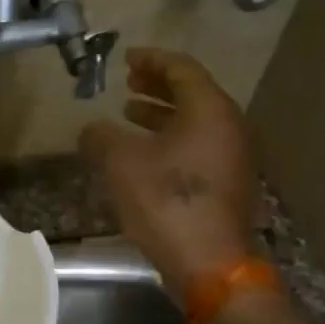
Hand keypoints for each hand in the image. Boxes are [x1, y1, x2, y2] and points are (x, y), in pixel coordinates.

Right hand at [80, 47, 262, 298]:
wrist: (210, 265)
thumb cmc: (166, 202)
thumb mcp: (121, 163)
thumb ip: (101, 137)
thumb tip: (91, 129)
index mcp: (209, 111)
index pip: (182, 69)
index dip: (152, 59)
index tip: (127, 58)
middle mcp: (229, 128)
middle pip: (193, 93)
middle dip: (157, 85)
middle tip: (128, 81)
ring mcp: (232, 158)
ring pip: (195, 122)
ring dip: (162, 113)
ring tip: (129, 113)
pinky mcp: (227, 184)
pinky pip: (198, 145)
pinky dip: (171, 138)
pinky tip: (144, 153)